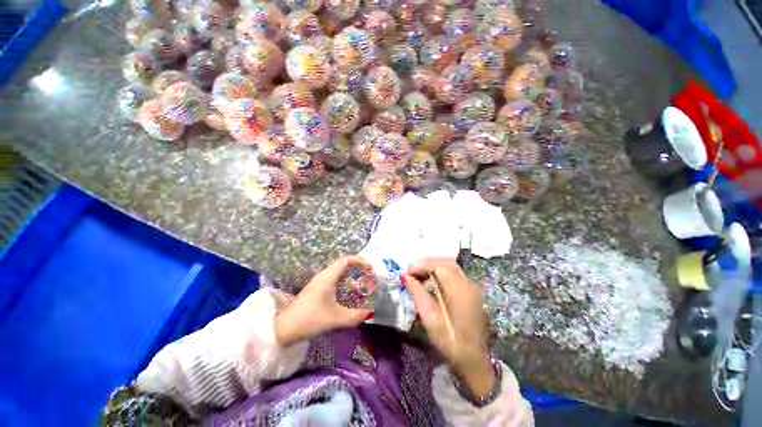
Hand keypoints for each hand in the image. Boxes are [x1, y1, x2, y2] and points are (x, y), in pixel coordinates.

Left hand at [274, 256, 372, 345]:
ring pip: (339, 271)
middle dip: (358, 268)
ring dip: (351, 275)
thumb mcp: (335, 319)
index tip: (369, 269)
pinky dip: (344, 281)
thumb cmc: (310, 319)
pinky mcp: (316, 289)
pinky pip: (334, 279)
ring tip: (361, 284)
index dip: (360, 261)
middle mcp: (324, 275)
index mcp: (328, 276)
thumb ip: (355, 316)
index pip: (346, 260)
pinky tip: (348, 293)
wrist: (284, 328)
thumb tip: (369, 314)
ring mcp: (319, 282)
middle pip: (344, 264)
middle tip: (368, 277)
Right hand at [402, 259, 494, 397]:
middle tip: (411, 271)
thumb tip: (406, 276)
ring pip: (451, 266)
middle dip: (427, 263)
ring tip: (417, 274)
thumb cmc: (451, 344)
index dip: (422, 266)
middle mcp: (469, 285)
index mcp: (460, 292)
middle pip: (446, 262)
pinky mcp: (471, 292)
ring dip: (433, 267)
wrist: (475, 361)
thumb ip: (418, 294)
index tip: (407, 272)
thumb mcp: (431, 320)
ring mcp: (472, 288)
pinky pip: (454, 274)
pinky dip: (440, 272)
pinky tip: (430, 281)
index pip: (440, 266)